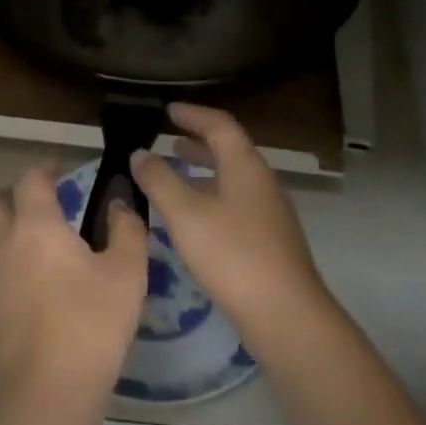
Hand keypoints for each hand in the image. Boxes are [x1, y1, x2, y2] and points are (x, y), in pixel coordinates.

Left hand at [0, 164, 148, 407]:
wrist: (45, 393)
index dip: (46, 169)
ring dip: (12, 235)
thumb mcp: (127, 273)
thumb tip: (119, 204)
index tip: (63, 171)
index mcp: (36, 226)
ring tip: (47, 254)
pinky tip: (37, 294)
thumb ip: (126, 229)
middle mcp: (3, 245)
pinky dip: (10, 270)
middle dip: (19, 198)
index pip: (31, 179)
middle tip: (50, 210)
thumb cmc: (91, 323)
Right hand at [132, 103, 331, 346]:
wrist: (285, 314)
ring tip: (175, 175)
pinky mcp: (269, 241)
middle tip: (169, 139)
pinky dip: (211, 197)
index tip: (168, 109)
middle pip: (229, 151)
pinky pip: (235, 204)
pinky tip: (193, 219)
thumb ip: (160, 180)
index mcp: (245, 167)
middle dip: (198, 142)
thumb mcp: (186, 214)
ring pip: (232, 180)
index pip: (220, 125)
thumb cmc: (232, 254)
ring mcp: (269, 213)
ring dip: (203, 172)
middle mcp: (262, 183)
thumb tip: (140, 153)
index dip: (193, 114)